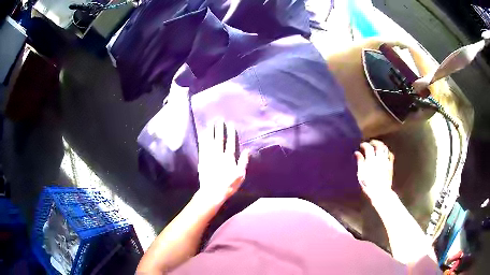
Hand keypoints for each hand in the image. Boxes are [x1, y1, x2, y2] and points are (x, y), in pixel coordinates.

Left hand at [197, 121, 249, 203]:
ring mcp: (209, 157)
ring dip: (210, 131)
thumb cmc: (228, 185)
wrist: (212, 193)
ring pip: (209, 141)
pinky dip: (202, 140)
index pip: (230, 142)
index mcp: (228, 158)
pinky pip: (202, 147)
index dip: (230, 133)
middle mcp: (218, 155)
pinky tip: (202, 135)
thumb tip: (247, 150)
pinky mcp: (202, 160)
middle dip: (219, 129)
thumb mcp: (240, 175)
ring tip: (210, 123)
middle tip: (219, 120)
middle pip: (219, 139)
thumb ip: (243, 162)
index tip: (230, 124)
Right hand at [355, 140, 394, 200]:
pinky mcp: (390, 165)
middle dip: (374, 142)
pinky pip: (390, 154)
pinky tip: (385, 153)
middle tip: (370, 143)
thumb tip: (357, 153)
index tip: (361, 145)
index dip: (364, 144)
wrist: (381, 192)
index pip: (368, 147)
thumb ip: (360, 162)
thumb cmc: (369, 185)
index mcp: (371, 160)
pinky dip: (387, 151)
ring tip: (377, 146)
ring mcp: (386, 161)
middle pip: (378, 145)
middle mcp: (379, 158)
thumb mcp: (361, 174)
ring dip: (381, 145)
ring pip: (385, 148)